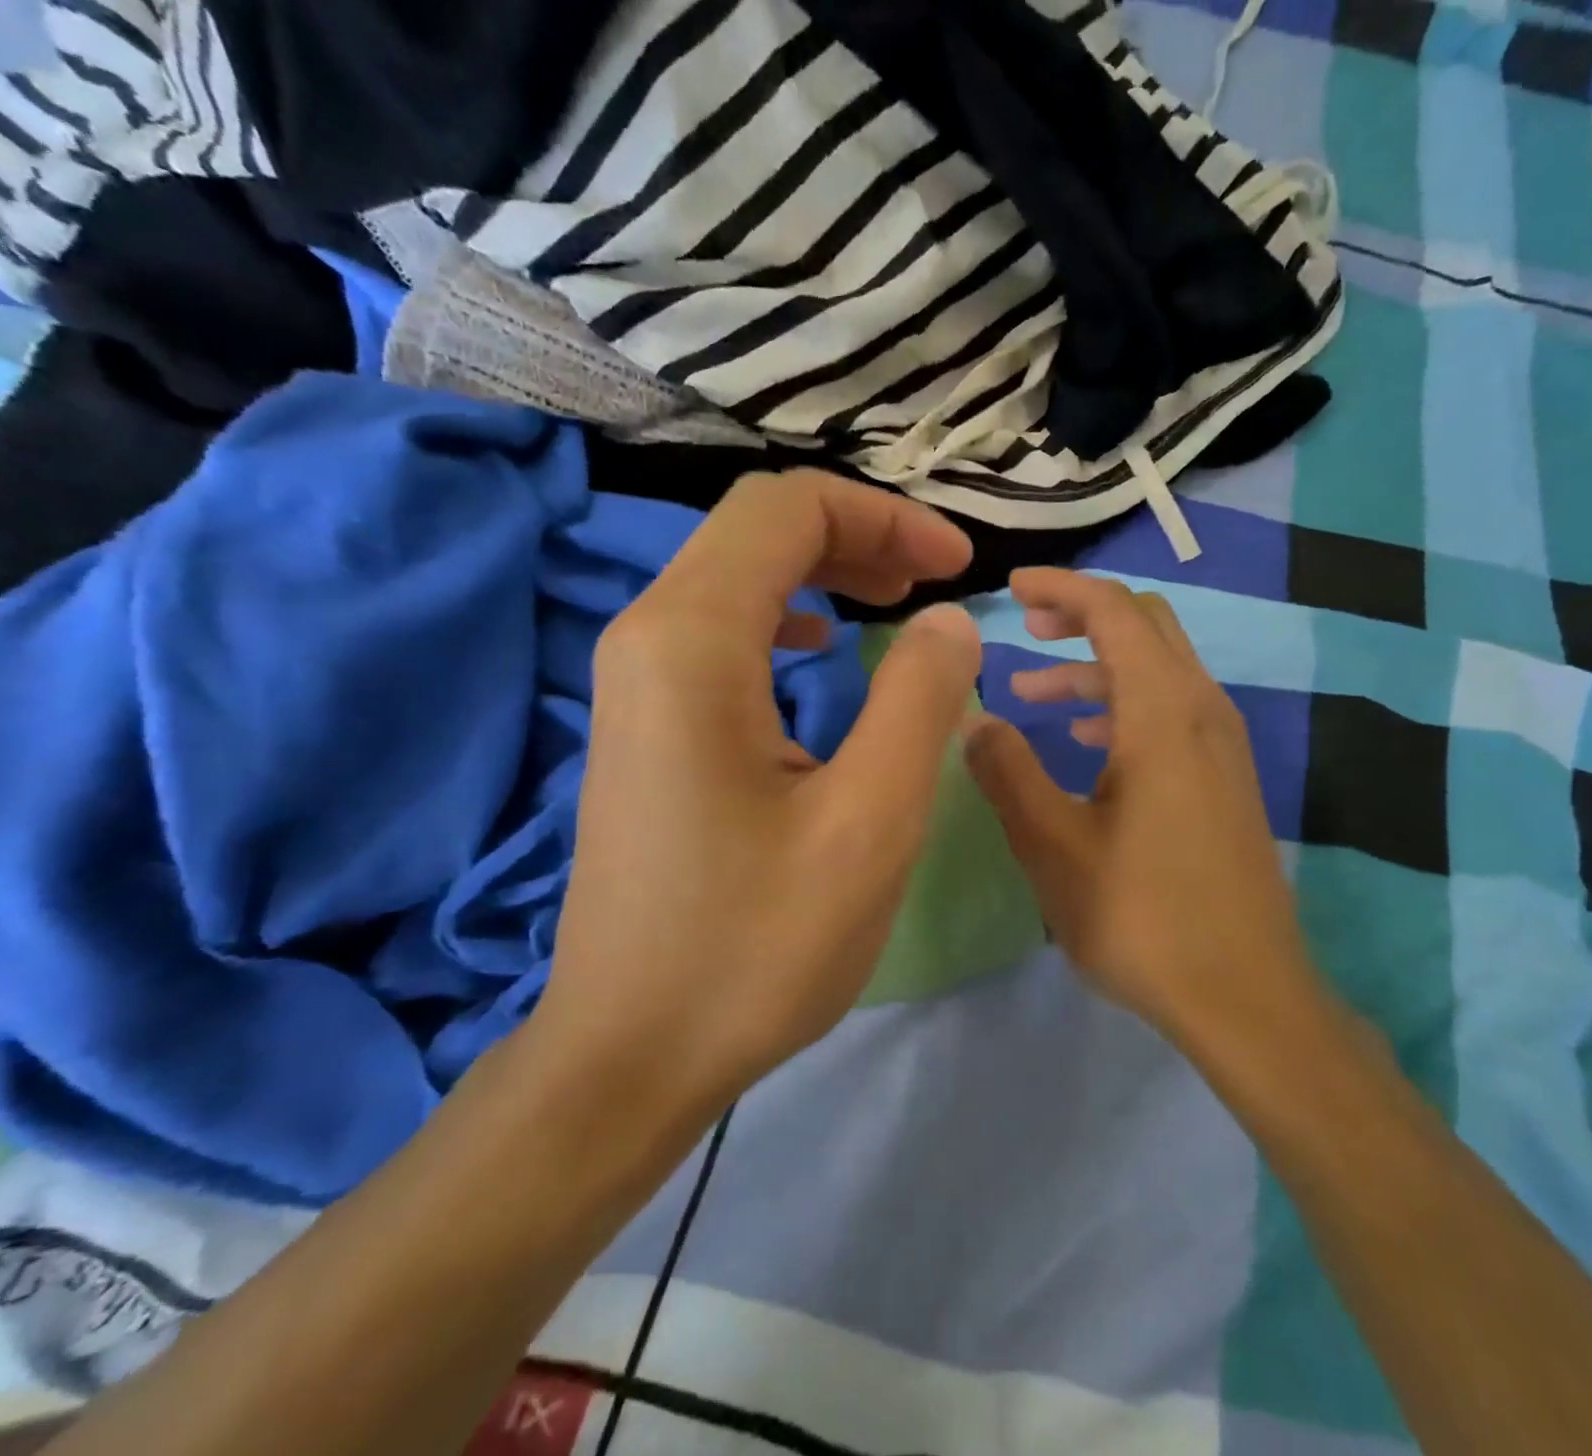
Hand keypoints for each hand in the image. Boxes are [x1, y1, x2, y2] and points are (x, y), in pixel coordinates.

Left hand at [536, 470, 979, 1105]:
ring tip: (895, 601)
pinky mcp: (644, 724)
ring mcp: (636, 682)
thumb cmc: (754, 947)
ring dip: (825, 571)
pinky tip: (824, 650)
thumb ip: (920, 700)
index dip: (886, 517)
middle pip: (756, 530)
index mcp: (692, 642)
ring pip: (738, 576)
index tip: (959, 568)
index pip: (787, 509)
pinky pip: (722, 630)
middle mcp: (647, 638)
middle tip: (938, 581)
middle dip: (860, 536)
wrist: (632, 1051)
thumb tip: (950, 620)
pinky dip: (788, 616)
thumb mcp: (869, 824)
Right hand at [965, 569, 1316, 1037]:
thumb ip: (1007, 772)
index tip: (1011, 588)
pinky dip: (1125, 703)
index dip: (1061, 588)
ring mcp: (1224, 745)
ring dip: (1097, 668)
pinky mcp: (1227, 778)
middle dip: (1082, 616)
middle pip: (1145, 626)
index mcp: (1162, 712)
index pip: (1114, 612)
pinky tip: (1088, 741)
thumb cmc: (1142, 916)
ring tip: (1034, 695)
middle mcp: (1203, 710)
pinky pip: (1174, 710)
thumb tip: (972, 719)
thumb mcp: (1053, 845)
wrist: (1246, 995)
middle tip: (1025, 629)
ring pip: (1159, 670)